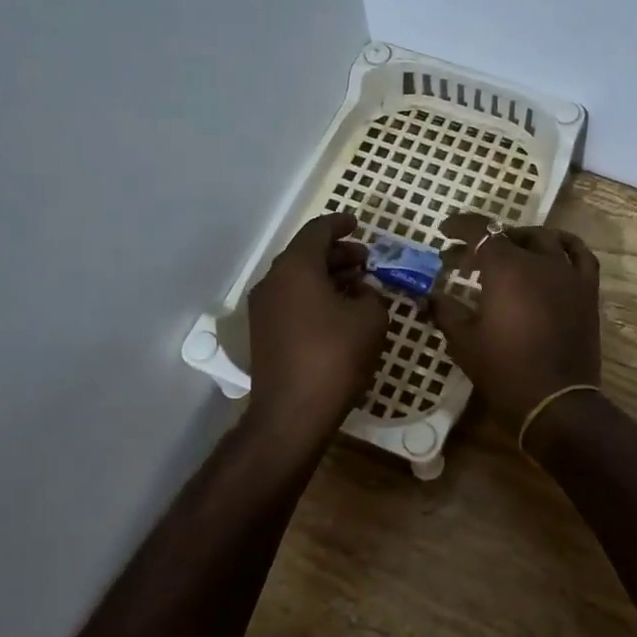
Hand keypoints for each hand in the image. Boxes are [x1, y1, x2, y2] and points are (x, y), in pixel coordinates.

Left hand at [246, 213, 388, 443]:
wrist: (292, 412)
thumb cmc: (334, 356)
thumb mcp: (370, 320)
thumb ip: (371, 295)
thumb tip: (363, 292)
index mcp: (296, 267)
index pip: (318, 231)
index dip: (340, 224)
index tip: (357, 223)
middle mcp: (274, 281)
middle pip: (307, 255)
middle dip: (338, 254)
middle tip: (367, 260)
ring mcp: (264, 309)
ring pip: (299, 279)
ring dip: (328, 277)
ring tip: (359, 286)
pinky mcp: (265, 333)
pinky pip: (293, 301)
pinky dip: (316, 297)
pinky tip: (341, 313)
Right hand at [431, 214, 601, 424]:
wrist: (555, 401)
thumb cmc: (504, 370)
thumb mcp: (463, 341)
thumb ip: (445, 310)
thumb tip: (430, 295)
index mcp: (505, 268)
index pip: (480, 232)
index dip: (460, 227)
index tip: (445, 232)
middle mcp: (538, 261)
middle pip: (509, 236)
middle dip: (483, 242)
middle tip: (465, 259)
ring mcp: (567, 273)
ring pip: (544, 239)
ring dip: (521, 238)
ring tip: (507, 250)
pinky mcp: (587, 290)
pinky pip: (580, 254)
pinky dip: (564, 245)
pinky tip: (554, 249)